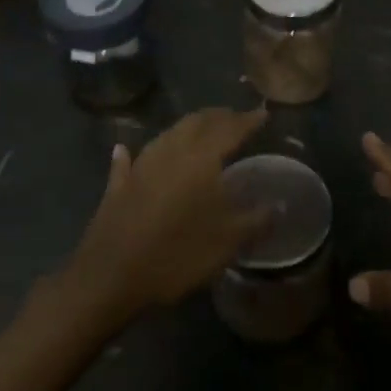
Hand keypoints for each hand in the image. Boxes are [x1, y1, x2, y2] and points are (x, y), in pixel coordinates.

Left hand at [60, 107, 268, 324]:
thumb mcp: (228, 242)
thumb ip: (256, 220)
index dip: (248, 120)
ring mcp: (140, 166)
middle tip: (235, 118)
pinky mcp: (117, 186)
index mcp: (201, 159)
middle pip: (197, 123)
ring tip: (200, 130)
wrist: (112, 277)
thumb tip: (279, 205)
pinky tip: (123, 149)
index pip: (230, 129)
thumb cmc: (177, 254)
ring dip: (186, 128)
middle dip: (218, 117)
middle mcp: (170, 152)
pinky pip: (127, 162)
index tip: (263, 113)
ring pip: (167, 135)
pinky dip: (130, 153)